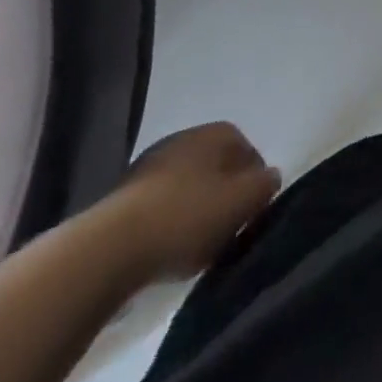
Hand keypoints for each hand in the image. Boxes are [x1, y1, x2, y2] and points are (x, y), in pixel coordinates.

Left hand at [105, 122, 281, 281]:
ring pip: (188, 186)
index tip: (250, 218)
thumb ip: (264, 186)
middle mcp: (186, 136)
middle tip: (224, 233)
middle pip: (218, 168)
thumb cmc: (186, 218)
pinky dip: (168, 222)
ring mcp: (152, 162)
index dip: (254, 186)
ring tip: (194, 248)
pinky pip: (161, 205)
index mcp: (218, 132)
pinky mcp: (125, 194)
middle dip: (224, 197)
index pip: (250, 153)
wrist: (110, 247)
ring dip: (195, 211)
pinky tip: (165, 249)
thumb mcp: (241, 203)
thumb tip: (271, 177)